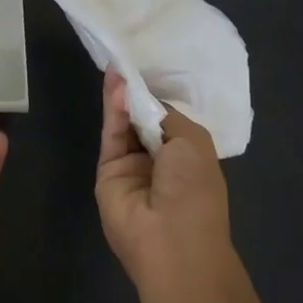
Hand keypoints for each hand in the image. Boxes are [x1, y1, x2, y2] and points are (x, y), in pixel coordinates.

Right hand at [95, 70, 234, 297]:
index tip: (147, 70)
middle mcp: (159, 160)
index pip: (168, 120)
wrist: (170, 240)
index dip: (157, 98)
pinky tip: (114, 84)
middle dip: (137, 94)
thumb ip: (166, 116)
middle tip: (126, 62)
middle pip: (143, 119)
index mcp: (188, 156)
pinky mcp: (107, 170)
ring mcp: (132, 166)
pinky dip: (112, 109)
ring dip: (122, 97)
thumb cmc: (194, 189)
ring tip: (117, 67)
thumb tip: (144, 101)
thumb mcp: (193, 143)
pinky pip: (111, 134)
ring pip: (124, 124)